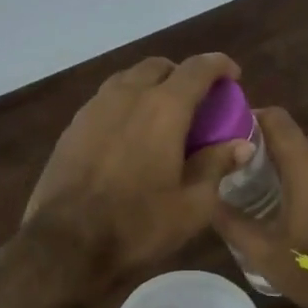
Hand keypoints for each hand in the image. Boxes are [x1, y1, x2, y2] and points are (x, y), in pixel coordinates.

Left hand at [22, 54, 253, 281]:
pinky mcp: (72, 127)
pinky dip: (124, 105)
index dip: (219, 65)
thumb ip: (216, 166)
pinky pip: (105, 101)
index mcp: (163, 108)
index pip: (197, 69)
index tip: (232, 76)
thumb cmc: (137, 224)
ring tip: (161, 115)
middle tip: (196, 101)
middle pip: (158, 67)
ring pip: (127, 79)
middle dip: (182, 75)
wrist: (66, 242)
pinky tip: (128, 135)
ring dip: (150, 86)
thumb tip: (241, 145)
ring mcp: (94, 108)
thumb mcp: (192, 205)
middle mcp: (127, 96)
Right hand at [215, 107, 307, 307]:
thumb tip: (205, 198)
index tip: (227, 135)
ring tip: (263, 191)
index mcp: (307, 164)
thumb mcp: (260, 250)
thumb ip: (229, 219)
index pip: (275, 118)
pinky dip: (307, 179)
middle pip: (290, 138)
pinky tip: (293, 205)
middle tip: (237, 172)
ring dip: (286, 167)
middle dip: (263, 149)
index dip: (249, 118)